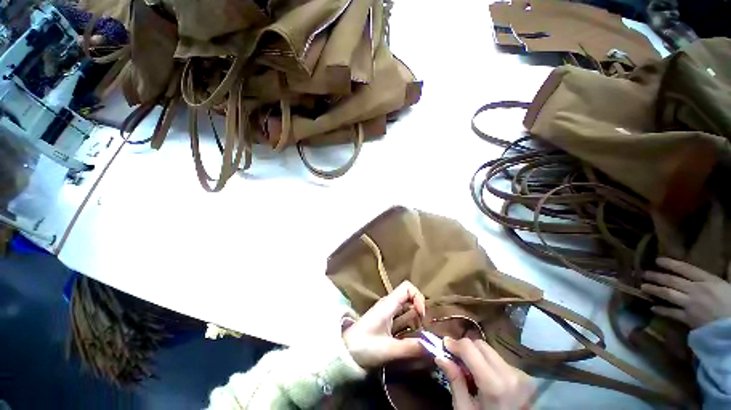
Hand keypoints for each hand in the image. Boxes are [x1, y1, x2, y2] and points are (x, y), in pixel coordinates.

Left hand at [343, 281, 425, 368]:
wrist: (344, 351)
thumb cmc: (363, 346)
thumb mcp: (387, 349)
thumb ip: (409, 348)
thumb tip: (431, 347)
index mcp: (388, 304)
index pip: (407, 287)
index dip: (418, 297)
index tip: (422, 315)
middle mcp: (389, 304)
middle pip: (409, 297)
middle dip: (419, 309)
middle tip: (424, 328)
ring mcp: (387, 312)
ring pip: (406, 308)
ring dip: (415, 318)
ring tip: (421, 334)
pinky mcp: (385, 321)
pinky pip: (401, 317)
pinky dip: (410, 324)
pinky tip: (412, 338)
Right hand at [436, 338, 533, 409]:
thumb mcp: (466, 409)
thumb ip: (455, 382)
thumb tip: (440, 357)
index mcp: (494, 384)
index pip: (470, 348)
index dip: (454, 343)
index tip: (444, 345)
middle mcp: (510, 374)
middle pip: (480, 345)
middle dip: (465, 348)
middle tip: (455, 358)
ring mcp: (520, 374)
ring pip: (490, 351)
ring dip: (477, 355)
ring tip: (471, 370)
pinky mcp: (525, 376)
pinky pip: (500, 360)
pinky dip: (488, 363)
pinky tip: (485, 377)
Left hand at [642, 257, 730, 328]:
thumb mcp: (728, 285)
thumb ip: (722, 275)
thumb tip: (726, 262)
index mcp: (708, 281)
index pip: (686, 269)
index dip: (671, 264)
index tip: (658, 260)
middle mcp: (696, 290)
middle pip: (673, 281)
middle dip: (657, 276)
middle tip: (644, 273)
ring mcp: (691, 304)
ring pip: (668, 294)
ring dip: (655, 290)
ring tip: (643, 287)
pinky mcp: (688, 319)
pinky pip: (672, 313)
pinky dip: (661, 310)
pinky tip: (652, 308)